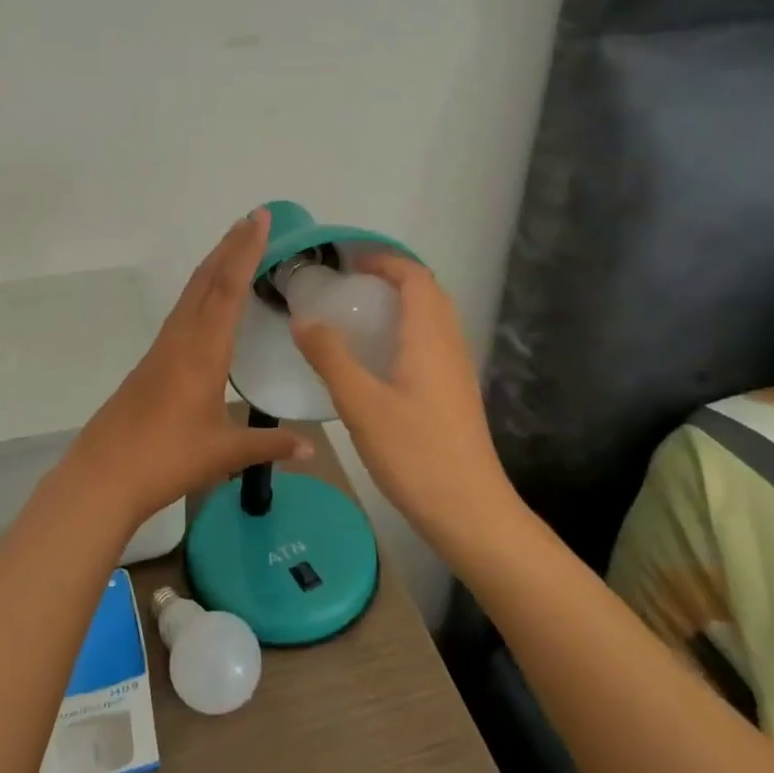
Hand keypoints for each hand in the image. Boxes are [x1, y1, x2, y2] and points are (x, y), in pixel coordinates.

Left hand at [55, 209, 313, 528]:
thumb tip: (312, 448)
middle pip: (207, 279)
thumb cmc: (167, 459)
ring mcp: (163, 347)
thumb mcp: (224, 453)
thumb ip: (269, 445)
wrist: (104, 474)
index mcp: (203, 352)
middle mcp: (181, 338)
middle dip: (231, 246)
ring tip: (235, 244)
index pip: (228, 289)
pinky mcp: (153, 360)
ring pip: (191, 292)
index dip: (246, 252)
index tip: (259, 219)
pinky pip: (183, 311)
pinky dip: (202, 289)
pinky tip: (209, 298)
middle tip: (253, 218)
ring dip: (214, 264)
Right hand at [290, 255, 520, 555]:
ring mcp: (456, 371)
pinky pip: (430, 344)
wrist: (470, 511)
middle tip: (347, 287)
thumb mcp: (361, 404)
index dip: (384, 261)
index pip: (415, 277)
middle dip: (390, 279)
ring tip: (356, 317)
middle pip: (427, 293)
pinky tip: (376, 361)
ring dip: (399, 305)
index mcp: (429, 337)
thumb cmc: (415, 453)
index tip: (347, 263)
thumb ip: (330, 357)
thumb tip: (303, 319)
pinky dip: (404, 332)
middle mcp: (449, 345)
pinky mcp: (454, 394)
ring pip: (431, 320)